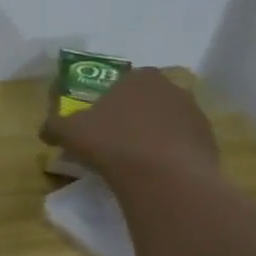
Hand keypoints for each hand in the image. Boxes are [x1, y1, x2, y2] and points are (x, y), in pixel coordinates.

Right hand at [40, 66, 220, 186]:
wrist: (163, 178)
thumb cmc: (111, 143)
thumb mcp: (67, 132)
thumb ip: (54, 125)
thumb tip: (46, 130)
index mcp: (139, 77)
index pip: (121, 83)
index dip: (107, 101)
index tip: (97, 121)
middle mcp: (171, 88)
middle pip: (146, 101)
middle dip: (131, 117)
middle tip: (113, 141)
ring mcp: (195, 114)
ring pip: (166, 122)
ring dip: (152, 135)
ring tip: (134, 160)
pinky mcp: (209, 142)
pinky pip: (182, 145)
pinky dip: (169, 155)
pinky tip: (154, 172)